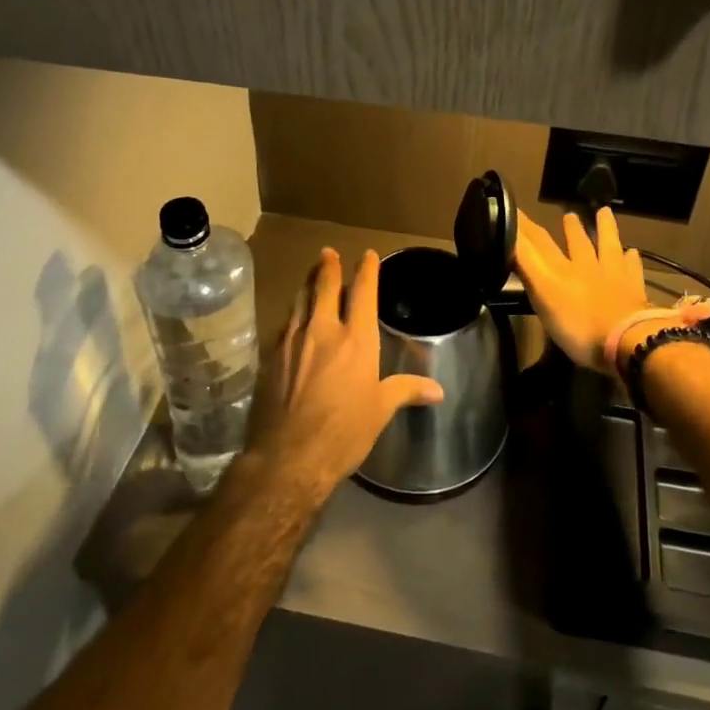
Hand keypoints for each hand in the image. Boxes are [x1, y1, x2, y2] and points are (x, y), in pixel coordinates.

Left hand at [246, 248, 442, 504]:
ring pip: (300, 301)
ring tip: (311, 275)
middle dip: (328, 267)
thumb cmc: (344, 432)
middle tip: (328, 253)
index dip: (367, 271)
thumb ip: (405, 391)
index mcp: (356, 339)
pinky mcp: (271, 357)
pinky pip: (285, 325)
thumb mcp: (380, 410)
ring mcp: (293, 342)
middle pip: (324, 287)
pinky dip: (293, 314)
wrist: (290, 456)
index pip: (363, 293)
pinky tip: (293, 318)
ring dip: (307, 284)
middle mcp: (323, 331)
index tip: (367, 255)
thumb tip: (437, 390)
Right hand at [515, 208, 649, 370]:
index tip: (515, 208)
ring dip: (605, 230)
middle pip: (578, 243)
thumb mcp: (542, 294)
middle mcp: (587, 267)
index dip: (525, 226)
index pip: (539, 242)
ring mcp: (614, 278)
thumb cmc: (577, 325)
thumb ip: (526, 264)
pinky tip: (633, 253)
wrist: (627, 341)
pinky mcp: (635, 292)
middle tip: (569, 214)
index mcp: (561, 270)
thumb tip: (509, 235)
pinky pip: (633, 270)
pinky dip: (632, 260)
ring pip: (608, 247)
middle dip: (570, 229)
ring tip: (604, 212)